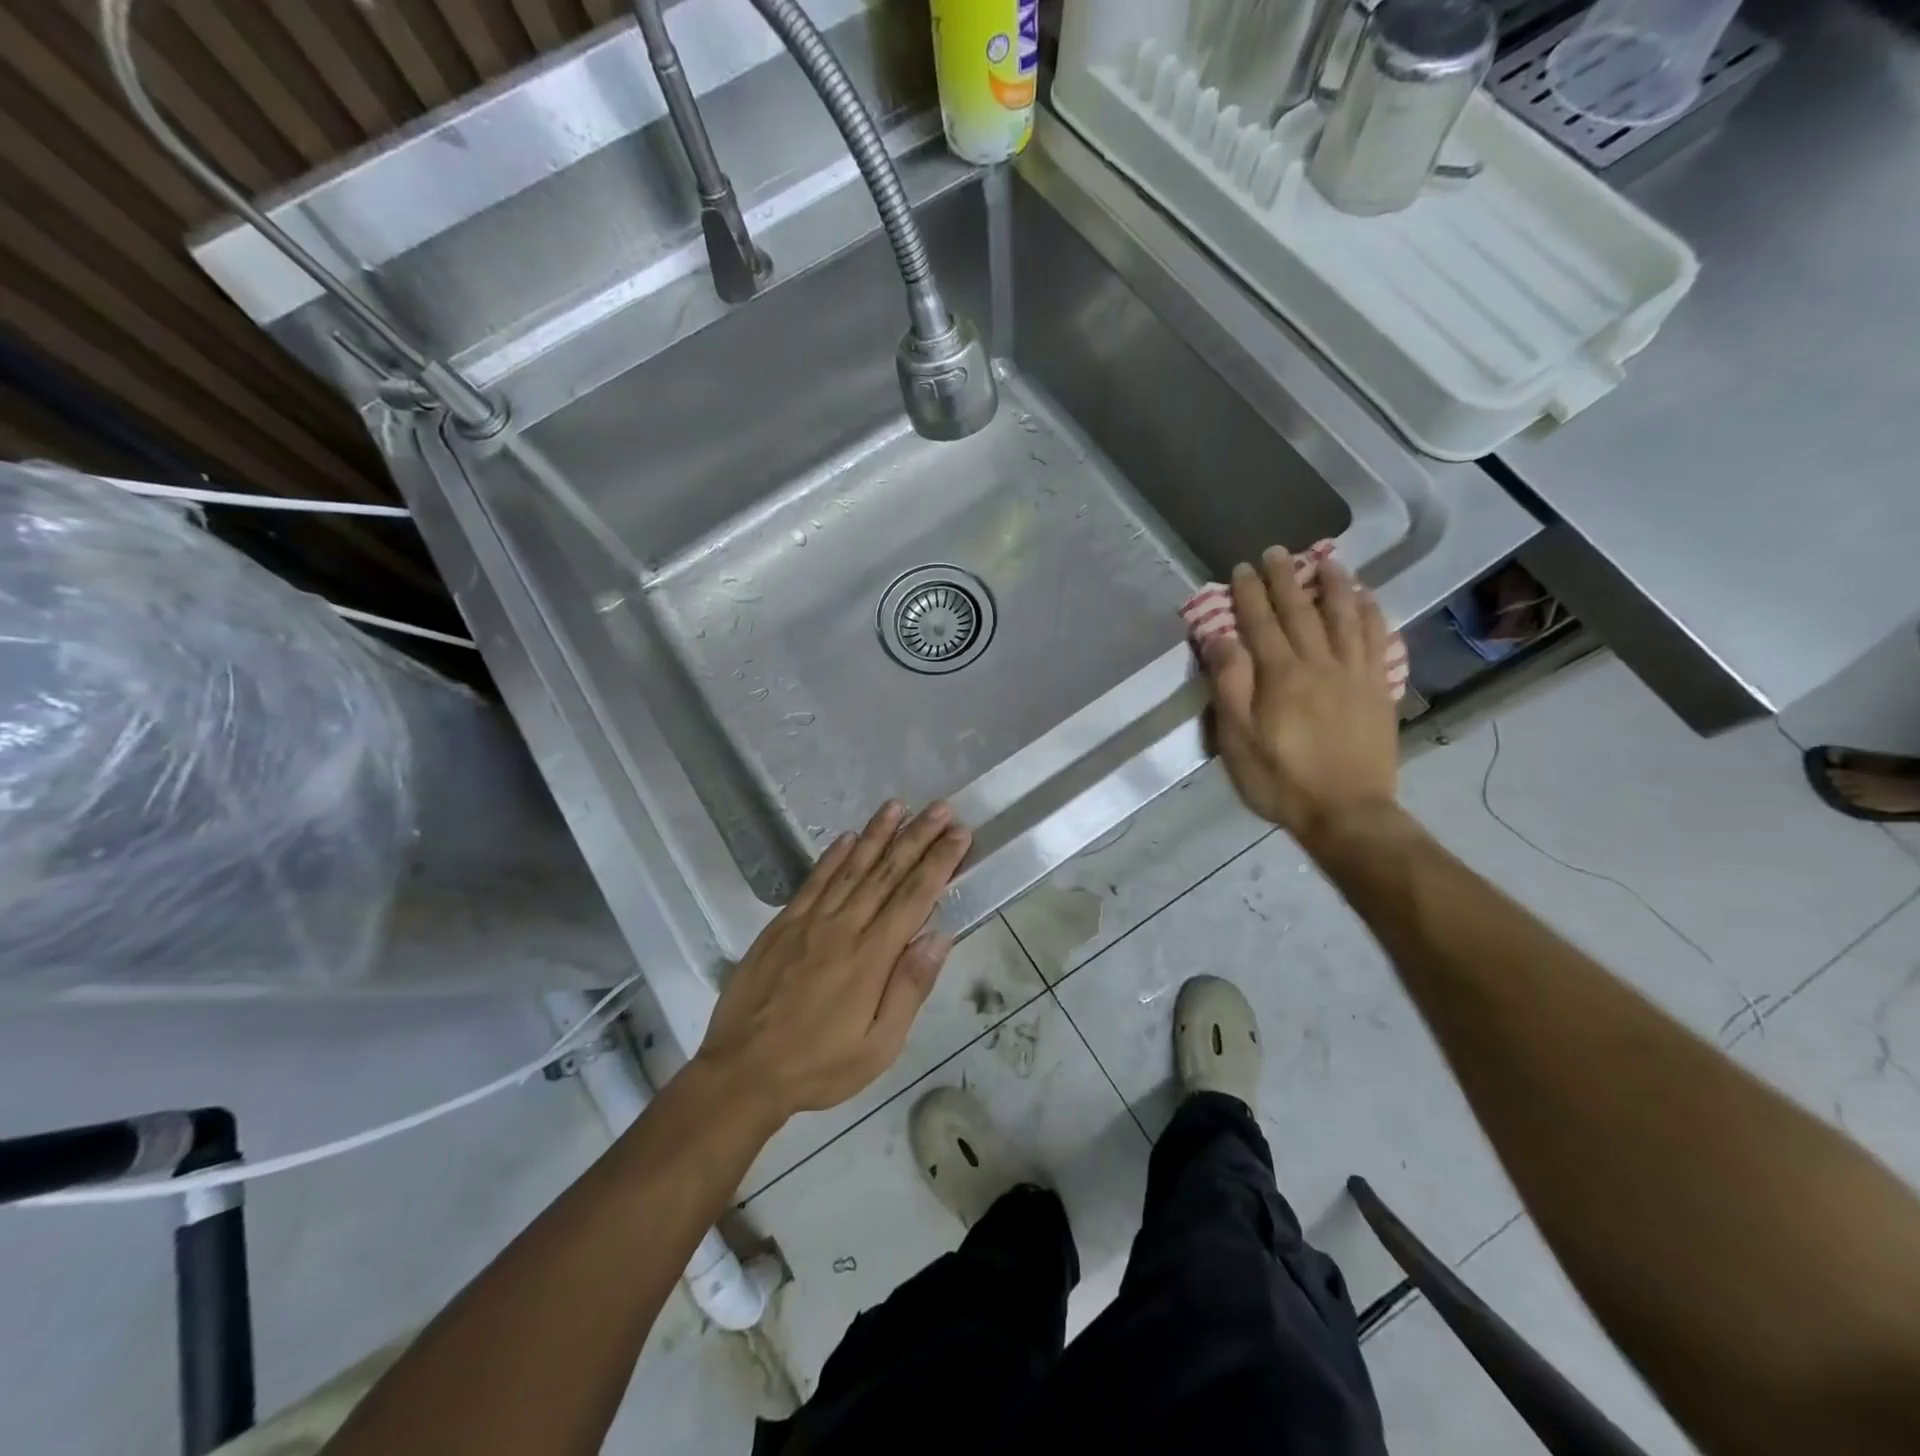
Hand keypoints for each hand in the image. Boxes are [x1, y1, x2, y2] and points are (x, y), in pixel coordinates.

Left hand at [694, 801, 970, 1124]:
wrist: (742, 1072)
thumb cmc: (818, 1065)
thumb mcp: (878, 1046)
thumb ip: (909, 988)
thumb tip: (939, 937)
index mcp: (871, 957)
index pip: (914, 897)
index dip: (939, 862)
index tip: (958, 834)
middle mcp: (843, 928)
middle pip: (886, 873)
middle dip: (916, 837)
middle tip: (940, 808)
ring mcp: (809, 922)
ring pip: (850, 868)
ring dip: (877, 835)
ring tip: (898, 806)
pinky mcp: (782, 925)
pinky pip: (813, 881)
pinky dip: (832, 856)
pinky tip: (847, 837)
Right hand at [1202, 547, 1398, 844]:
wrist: (1347, 814)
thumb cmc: (1281, 780)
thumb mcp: (1237, 740)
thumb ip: (1229, 685)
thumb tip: (1220, 638)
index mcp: (1281, 676)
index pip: (1260, 623)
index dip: (1248, 594)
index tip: (1241, 568)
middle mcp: (1319, 664)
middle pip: (1301, 612)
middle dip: (1285, 579)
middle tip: (1276, 552)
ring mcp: (1355, 675)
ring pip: (1345, 618)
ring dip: (1333, 585)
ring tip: (1326, 559)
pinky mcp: (1378, 690)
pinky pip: (1377, 641)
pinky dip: (1371, 615)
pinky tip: (1367, 599)